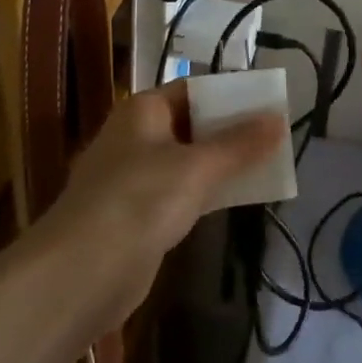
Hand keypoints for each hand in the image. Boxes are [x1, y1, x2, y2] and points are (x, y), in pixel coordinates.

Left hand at [34, 82, 282, 324]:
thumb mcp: (197, 167)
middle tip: (275, 136)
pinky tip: (236, 198)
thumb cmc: (140, 200)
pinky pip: (181, 192)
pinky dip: (207, 192)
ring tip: (267, 164)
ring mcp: (134, 177)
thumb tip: (279, 118)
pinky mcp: (138, 214)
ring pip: (188, 160)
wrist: (82, 272)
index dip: (230, 94)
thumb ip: (240, 144)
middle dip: (230, 130)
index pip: (192, 90)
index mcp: (143, 110)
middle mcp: (136, 136)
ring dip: (222, 163)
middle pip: (191, 124)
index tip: (268, 103)